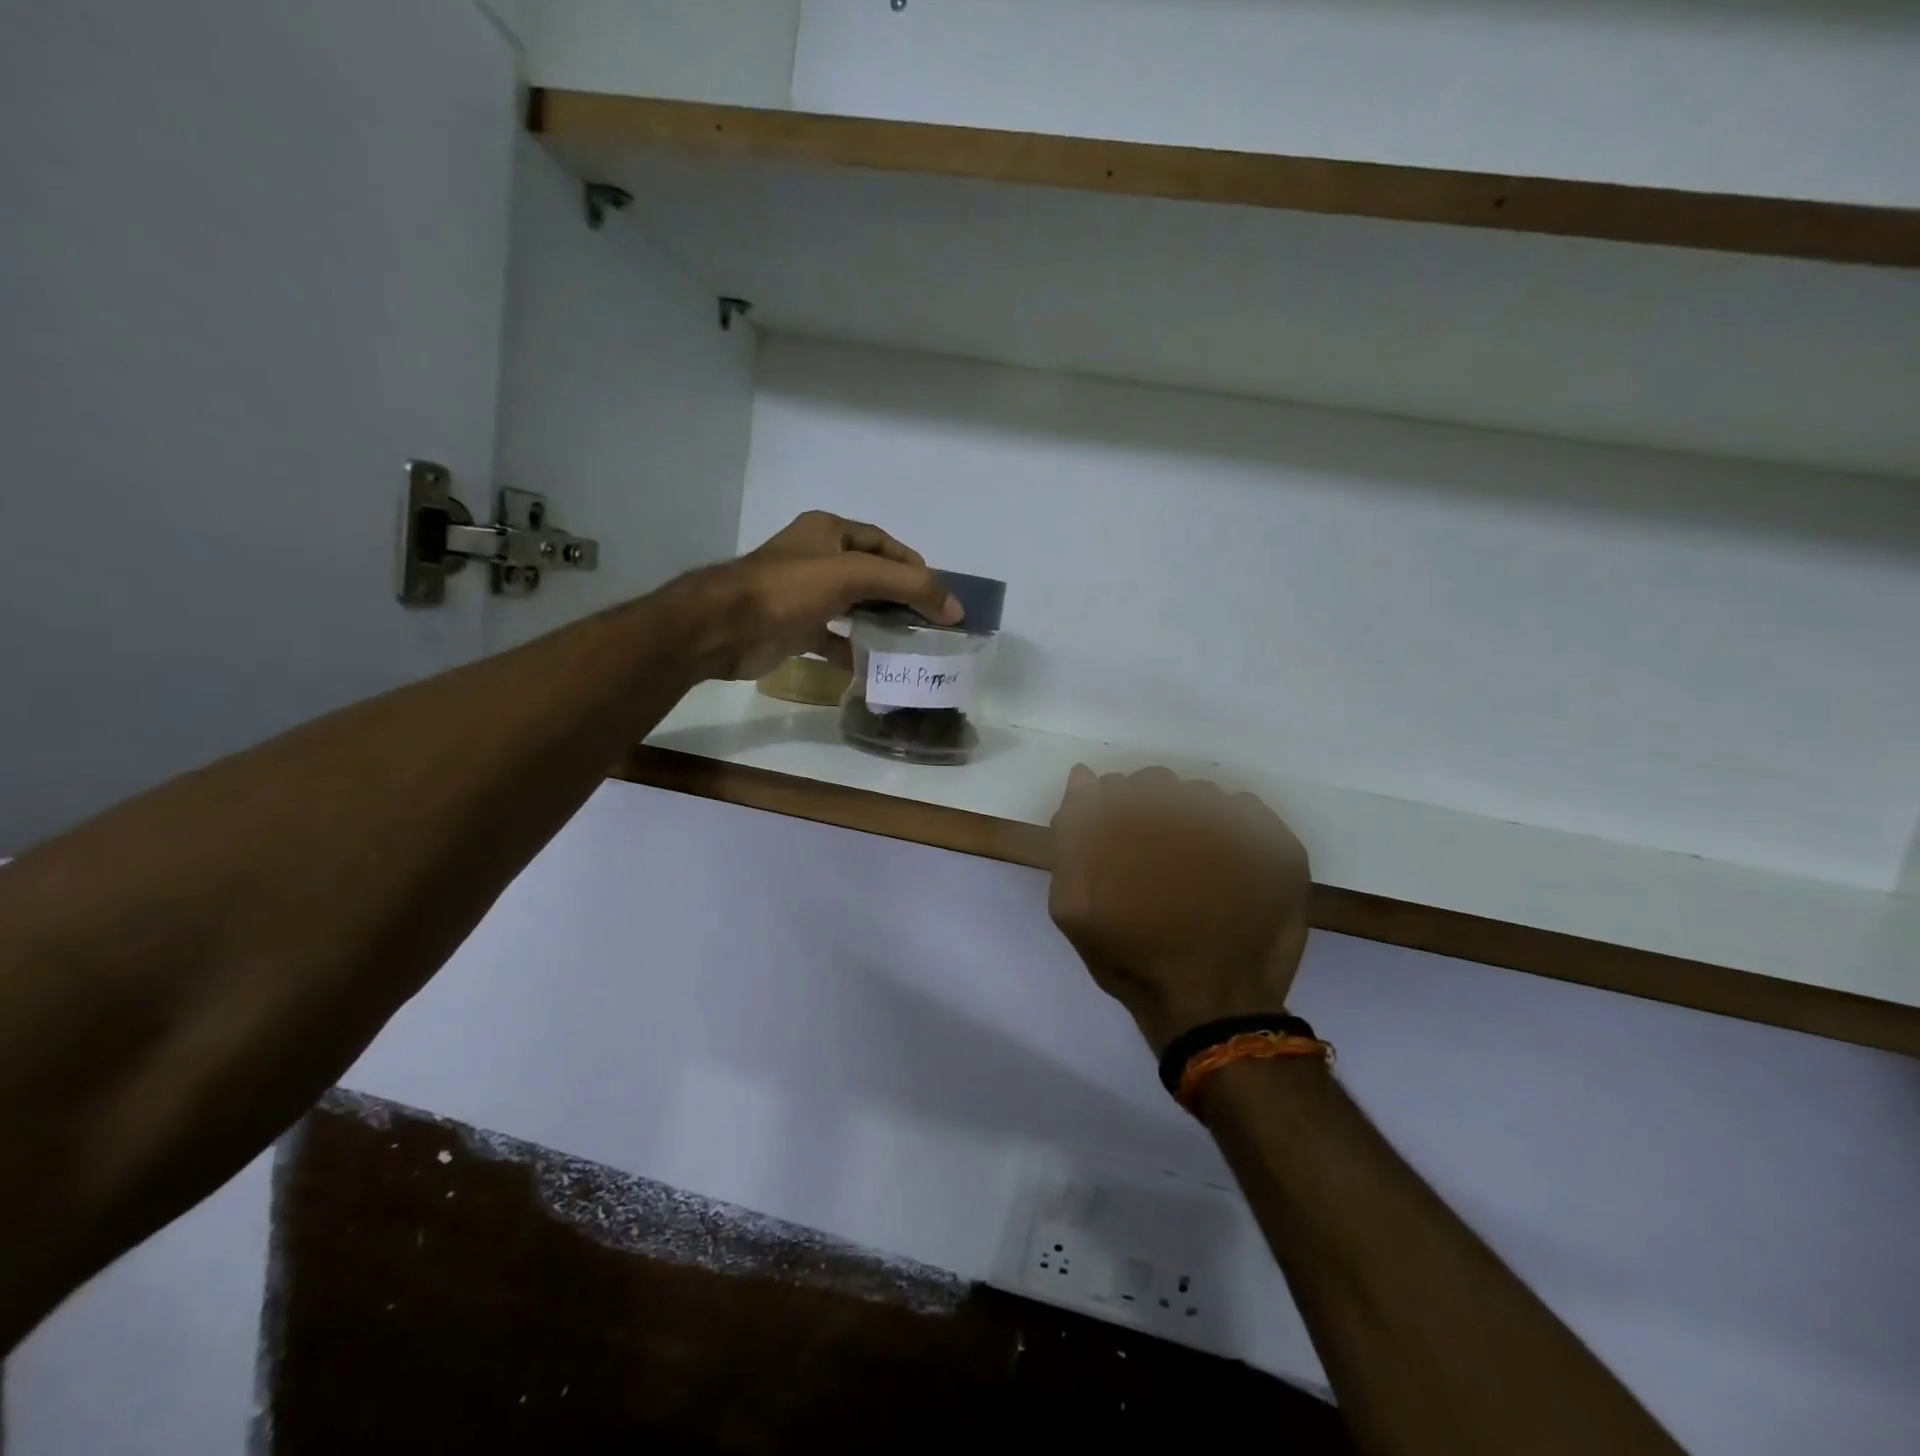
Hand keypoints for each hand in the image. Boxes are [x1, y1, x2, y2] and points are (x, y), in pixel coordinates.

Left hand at [678, 511, 961, 679]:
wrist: (725, 628)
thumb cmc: (789, 589)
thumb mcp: (854, 576)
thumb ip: (908, 586)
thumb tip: (954, 608)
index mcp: (829, 532)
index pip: (883, 543)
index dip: (913, 565)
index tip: (939, 593)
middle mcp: (818, 559)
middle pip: (871, 577)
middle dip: (901, 598)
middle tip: (931, 624)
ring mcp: (805, 596)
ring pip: (855, 608)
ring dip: (881, 625)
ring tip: (913, 645)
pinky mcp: (796, 629)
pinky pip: (835, 639)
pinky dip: (855, 651)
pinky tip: (877, 666)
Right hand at [1048, 767, 1311, 1053]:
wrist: (1211, 1011)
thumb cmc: (1134, 960)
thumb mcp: (1074, 908)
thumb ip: (1071, 837)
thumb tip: (1084, 777)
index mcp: (1138, 823)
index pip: (1120, 787)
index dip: (1114, 813)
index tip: (1118, 845)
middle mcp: (1190, 812)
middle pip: (1162, 786)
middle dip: (1151, 812)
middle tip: (1154, 859)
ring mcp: (1241, 828)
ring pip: (1205, 797)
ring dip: (1191, 819)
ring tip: (1192, 868)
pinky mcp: (1280, 848)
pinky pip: (1248, 812)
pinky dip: (1234, 829)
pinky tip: (1226, 867)